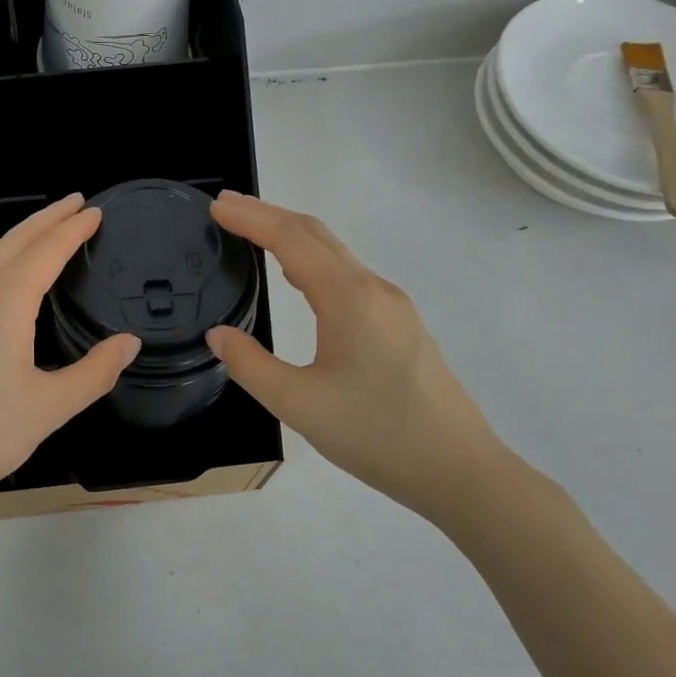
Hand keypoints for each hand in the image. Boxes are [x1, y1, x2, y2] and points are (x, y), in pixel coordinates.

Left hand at [0, 194, 141, 530]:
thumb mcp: (50, 407)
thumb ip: (95, 371)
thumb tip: (129, 342)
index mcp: (3, 303)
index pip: (45, 252)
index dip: (72, 230)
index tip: (94, 212)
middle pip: (12, 240)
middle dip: (46, 219)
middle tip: (75, 203)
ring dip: (13, 235)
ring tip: (37, 235)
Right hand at [206, 191, 509, 520]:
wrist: (459, 469)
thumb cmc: (377, 435)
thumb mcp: (299, 405)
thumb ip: (251, 365)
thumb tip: (218, 334)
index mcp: (349, 299)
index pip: (292, 240)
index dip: (252, 218)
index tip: (216, 207)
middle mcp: (373, 290)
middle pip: (316, 235)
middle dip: (269, 215)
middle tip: (226, 209)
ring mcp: (392, 306)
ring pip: (335, 254)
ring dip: (292, 235)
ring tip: (253, 233)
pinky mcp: (399, 325)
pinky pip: (348, 275)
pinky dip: (313, 259)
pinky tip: (299, 276)